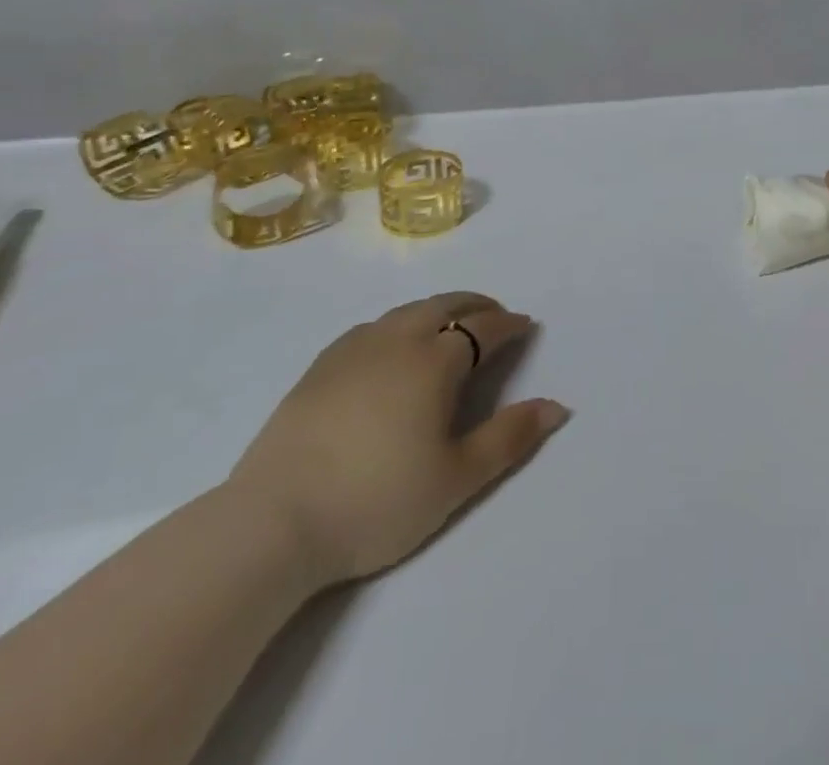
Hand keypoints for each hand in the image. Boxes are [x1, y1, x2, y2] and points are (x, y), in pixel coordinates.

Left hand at [226, 293, 569, 589]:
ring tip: (451, 327)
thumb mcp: (456, 479)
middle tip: (495, 316)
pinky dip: (400, 324)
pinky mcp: (320, 367)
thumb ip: (510, 438)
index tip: (525, 327)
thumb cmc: (376, 501)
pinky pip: (373, 327)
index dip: (509, 325)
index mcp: (434, 361)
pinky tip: (394, 347)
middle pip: (445, 305)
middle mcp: (396, 340)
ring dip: (439, 310)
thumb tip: (558, 406)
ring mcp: (353, 350)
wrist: (271, 524)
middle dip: (477, 305)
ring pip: (407, 312)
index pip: (483, 327)